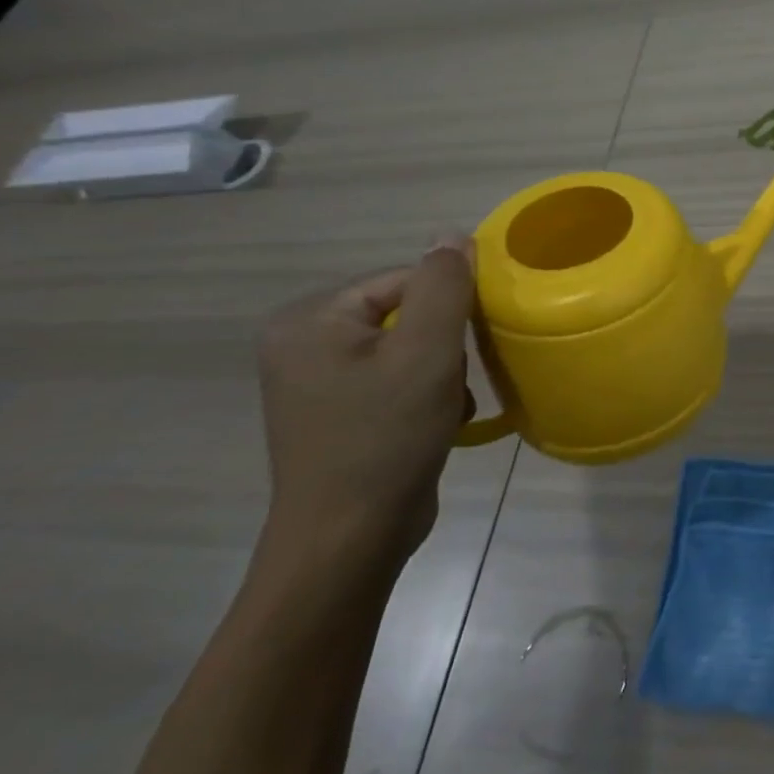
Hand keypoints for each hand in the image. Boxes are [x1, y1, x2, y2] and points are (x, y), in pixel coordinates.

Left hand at [255, 236, 476, 569]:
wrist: (348, 539)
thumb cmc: (386, 436)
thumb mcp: (427, 351)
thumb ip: (444, 285)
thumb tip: (451, 234)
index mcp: (310, 319)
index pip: (405, 280)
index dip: (450, 307)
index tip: (470, 344)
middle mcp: (302, 343)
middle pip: (407, 313)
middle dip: (445, 345)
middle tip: (454, 379)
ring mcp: (317, 382)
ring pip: (409, 348)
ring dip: (442, 371)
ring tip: (447, 405)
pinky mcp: (337, 413)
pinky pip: (396, 379)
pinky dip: (426, 394)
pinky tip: (436, 422)